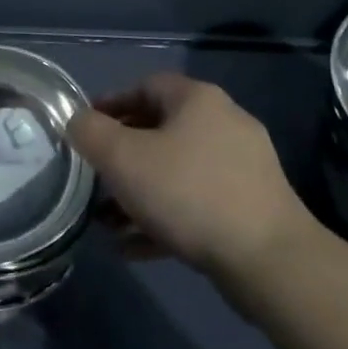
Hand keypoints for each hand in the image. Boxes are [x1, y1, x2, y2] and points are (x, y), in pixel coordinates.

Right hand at [67, 72, 325, 294]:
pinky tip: (134, 247)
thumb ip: (89, 132)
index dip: (110, 104)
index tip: (85, 130)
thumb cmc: (188, 193)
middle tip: (94, 176)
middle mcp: (224, 124)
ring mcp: (243, 168)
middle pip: (160, 130)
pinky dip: (164, 218)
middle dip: (121, 156)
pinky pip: (196, 204)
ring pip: (176, 172)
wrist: (270, 262)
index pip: (145, 86)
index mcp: (197, 100)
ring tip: (107, 221)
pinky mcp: (251, 209)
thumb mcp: (122, 158)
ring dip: (139, 193)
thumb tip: (77, 122)